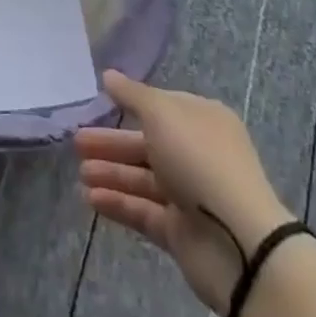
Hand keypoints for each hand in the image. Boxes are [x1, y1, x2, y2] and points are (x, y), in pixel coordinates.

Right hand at [75, 70, 292, 315]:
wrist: (238, 241)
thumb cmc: (199, 159)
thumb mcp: (162, 113)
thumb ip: (132, 95)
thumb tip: (108, 75)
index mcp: (202, 120)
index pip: (162, 106)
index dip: (132, 103)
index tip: (101, 101)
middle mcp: (197, 154)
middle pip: (147, 144)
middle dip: (112, 142)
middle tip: (77, 141)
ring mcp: (190, 195)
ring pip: (143, 178)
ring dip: (111, 173)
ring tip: (79, 171)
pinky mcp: (180, 232)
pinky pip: (143, 211)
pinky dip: (118, 203)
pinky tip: (89, 198)